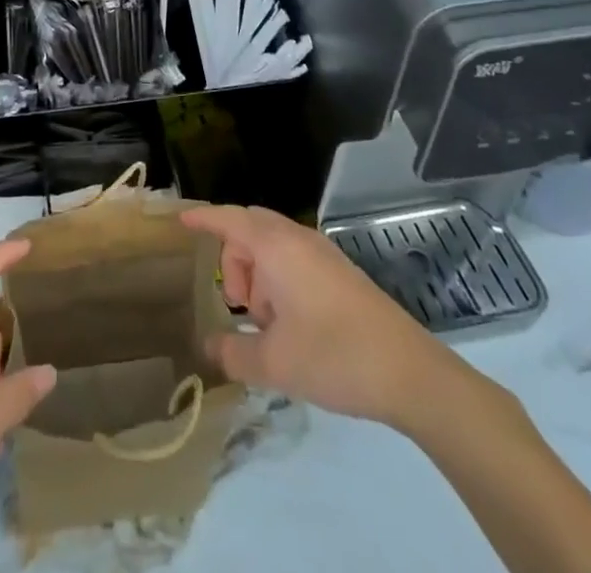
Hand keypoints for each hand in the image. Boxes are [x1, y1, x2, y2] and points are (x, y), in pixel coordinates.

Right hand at [180, 204, 487, 436]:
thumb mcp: (274, 363)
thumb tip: (209, 347)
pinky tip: (290, 327)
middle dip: (234, 260)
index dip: (203, 218)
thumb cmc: (334, 356)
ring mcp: (323, 254)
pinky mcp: (340, 273)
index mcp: (276, 247)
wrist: (410, 372)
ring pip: (273, 247)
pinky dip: (280, 282)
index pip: (229, 219)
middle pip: (250, 230)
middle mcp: (298, 239)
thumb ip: (233, 354)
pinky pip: (294, 261)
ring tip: (267, 326)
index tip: (180, 220)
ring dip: (259, 276)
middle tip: (236, 304)